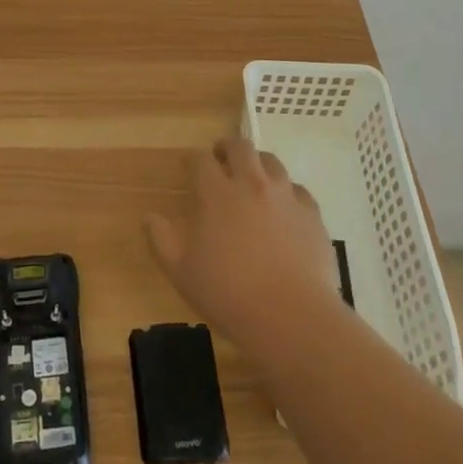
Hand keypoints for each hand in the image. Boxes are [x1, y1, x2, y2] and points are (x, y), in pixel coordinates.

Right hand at [145, 137, 342, 358]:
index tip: (188, 166)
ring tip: (253, 178)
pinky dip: (287, 193)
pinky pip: (298, 190)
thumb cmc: (228, 294)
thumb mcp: (181, 271)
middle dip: (227, 147)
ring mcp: (286, 196)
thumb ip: (162, 239)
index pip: (200, 160)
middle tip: (221, 158)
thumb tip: (150, 217)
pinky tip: (285, 210)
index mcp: (217, 194)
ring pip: (272, 162)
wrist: (291, 316)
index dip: (192, 159)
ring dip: (258, 164)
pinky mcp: (312, 214)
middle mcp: (252, 184)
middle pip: (240, 147)